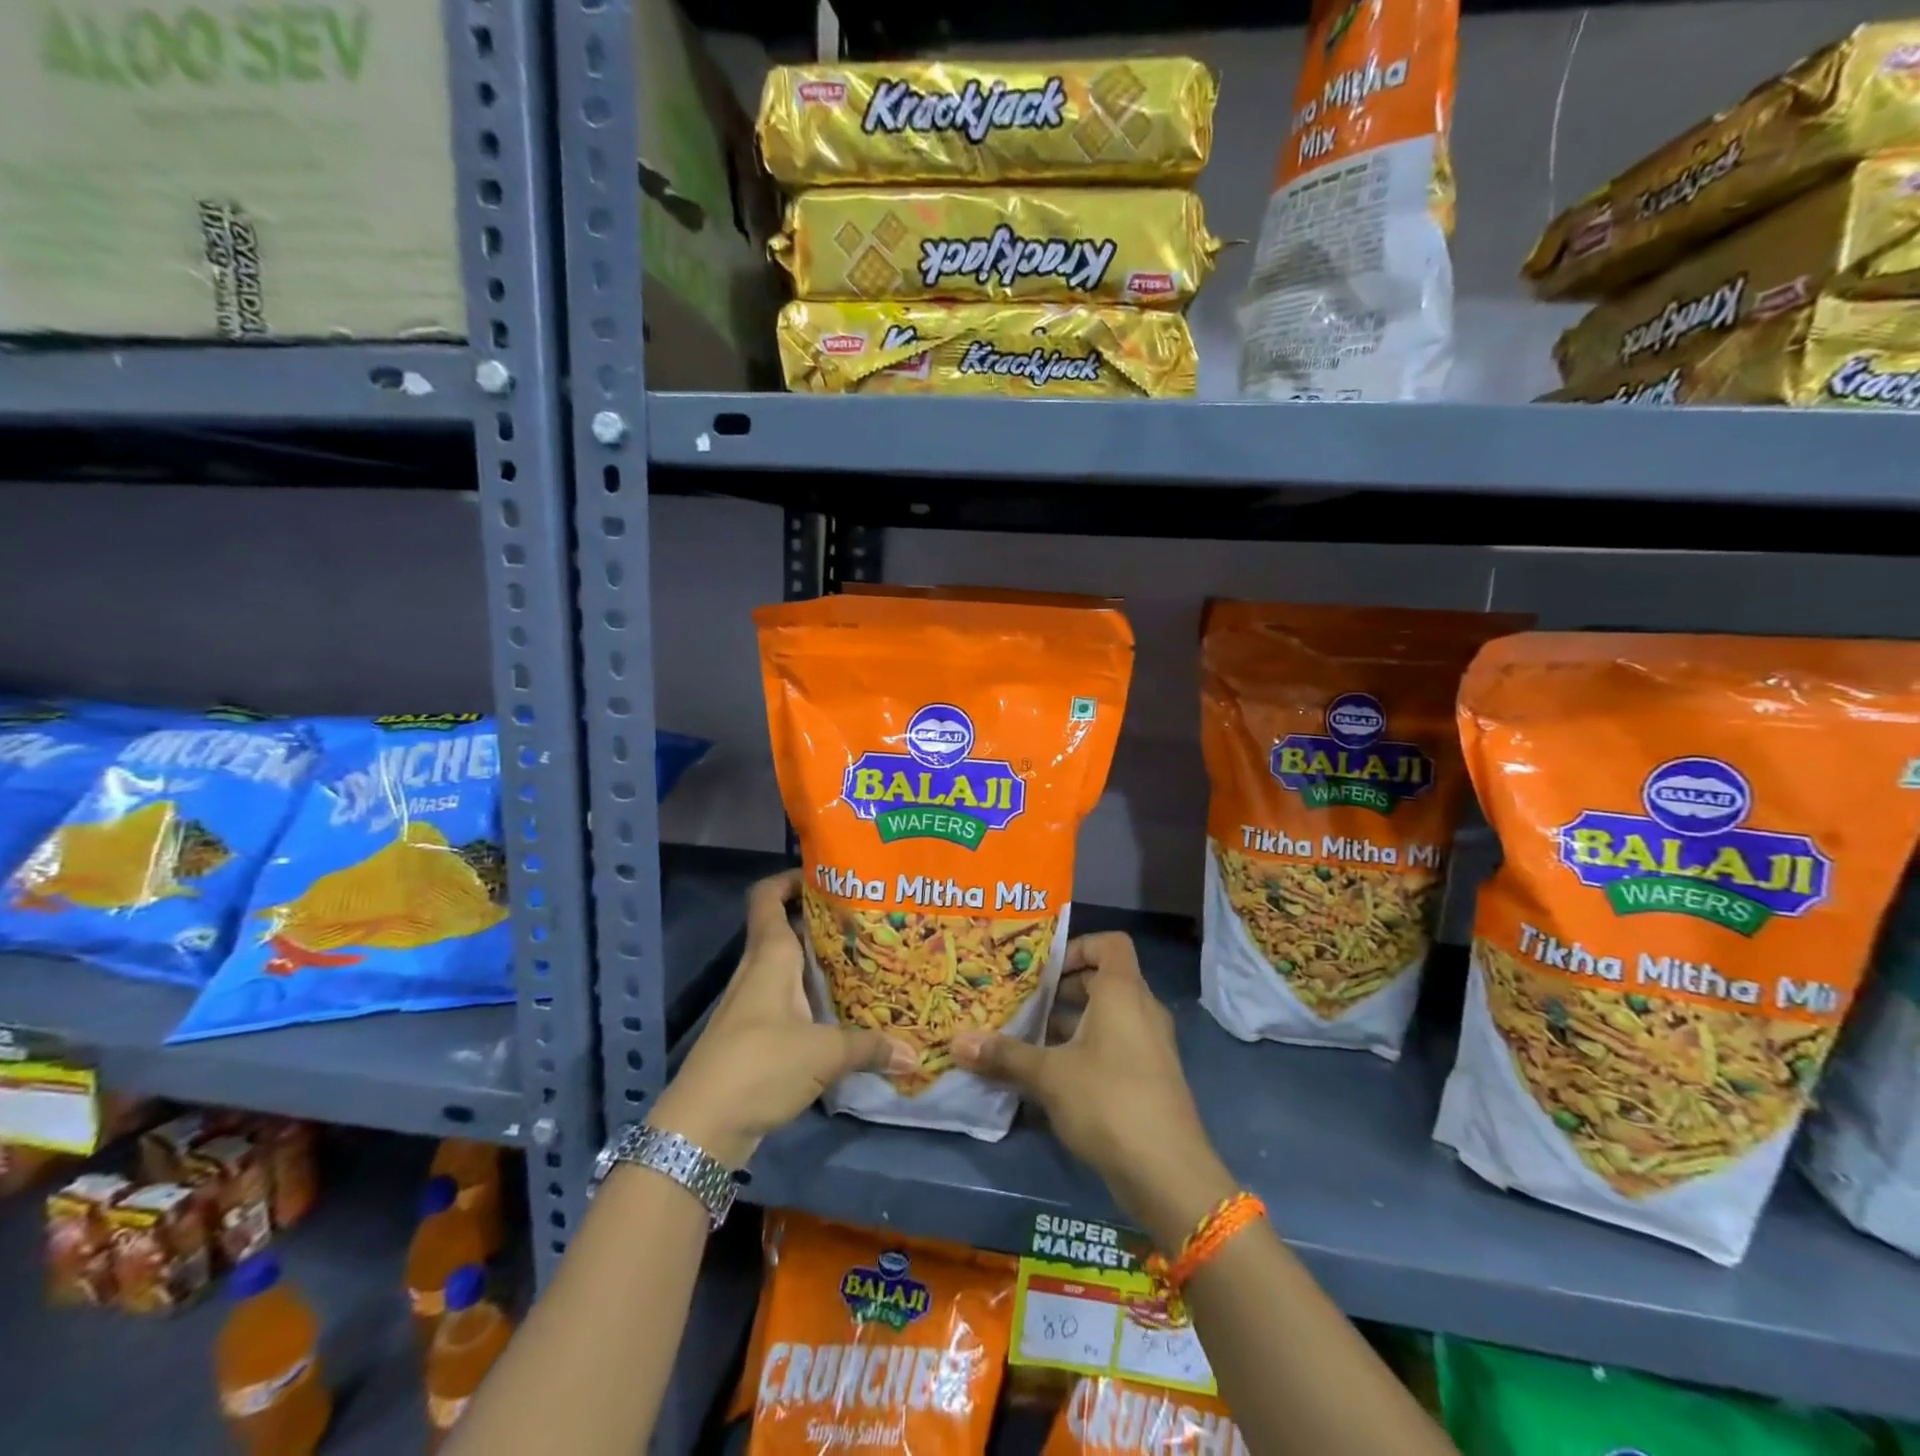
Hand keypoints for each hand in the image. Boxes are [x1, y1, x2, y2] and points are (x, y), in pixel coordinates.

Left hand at [648, 870, 913, 1168]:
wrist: (700, 1129)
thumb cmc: (759, 1066)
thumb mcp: (823, 1054)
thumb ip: (869, 1047)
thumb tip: (914, 1053)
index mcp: (769, 957)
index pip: (767, 897)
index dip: (790, 879)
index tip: (827, 875)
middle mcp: (757, 972)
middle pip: (784, 930)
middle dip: (821, 922)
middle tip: (865, 921)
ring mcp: (752, 1005)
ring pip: (788, 968)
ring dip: (818, 963)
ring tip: (863, 962)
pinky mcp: (753, 1036)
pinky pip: (787, 1001)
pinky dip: (812, 998)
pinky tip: (841, 1012)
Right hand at [951, 932, 1235, 1247]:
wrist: (1168, 1173)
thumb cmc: (1108, 1100)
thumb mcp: (1048, 1075)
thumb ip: (1005, 1055)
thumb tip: (957, 1042)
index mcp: (1123, 992)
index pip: (1110, 944)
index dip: (1077, 947)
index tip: (1044, 970)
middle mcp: (1142, 1010)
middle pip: (1103, 981)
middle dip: (1062, 990)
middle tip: (1024, 1002)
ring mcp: (1150, 1046)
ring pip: (1106, 1019)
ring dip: (1069, 1025)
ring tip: (1027, 1040)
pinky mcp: (1150, 1079)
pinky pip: (1114, 1048)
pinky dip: (1085, 1052)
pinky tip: (1051, 1080)